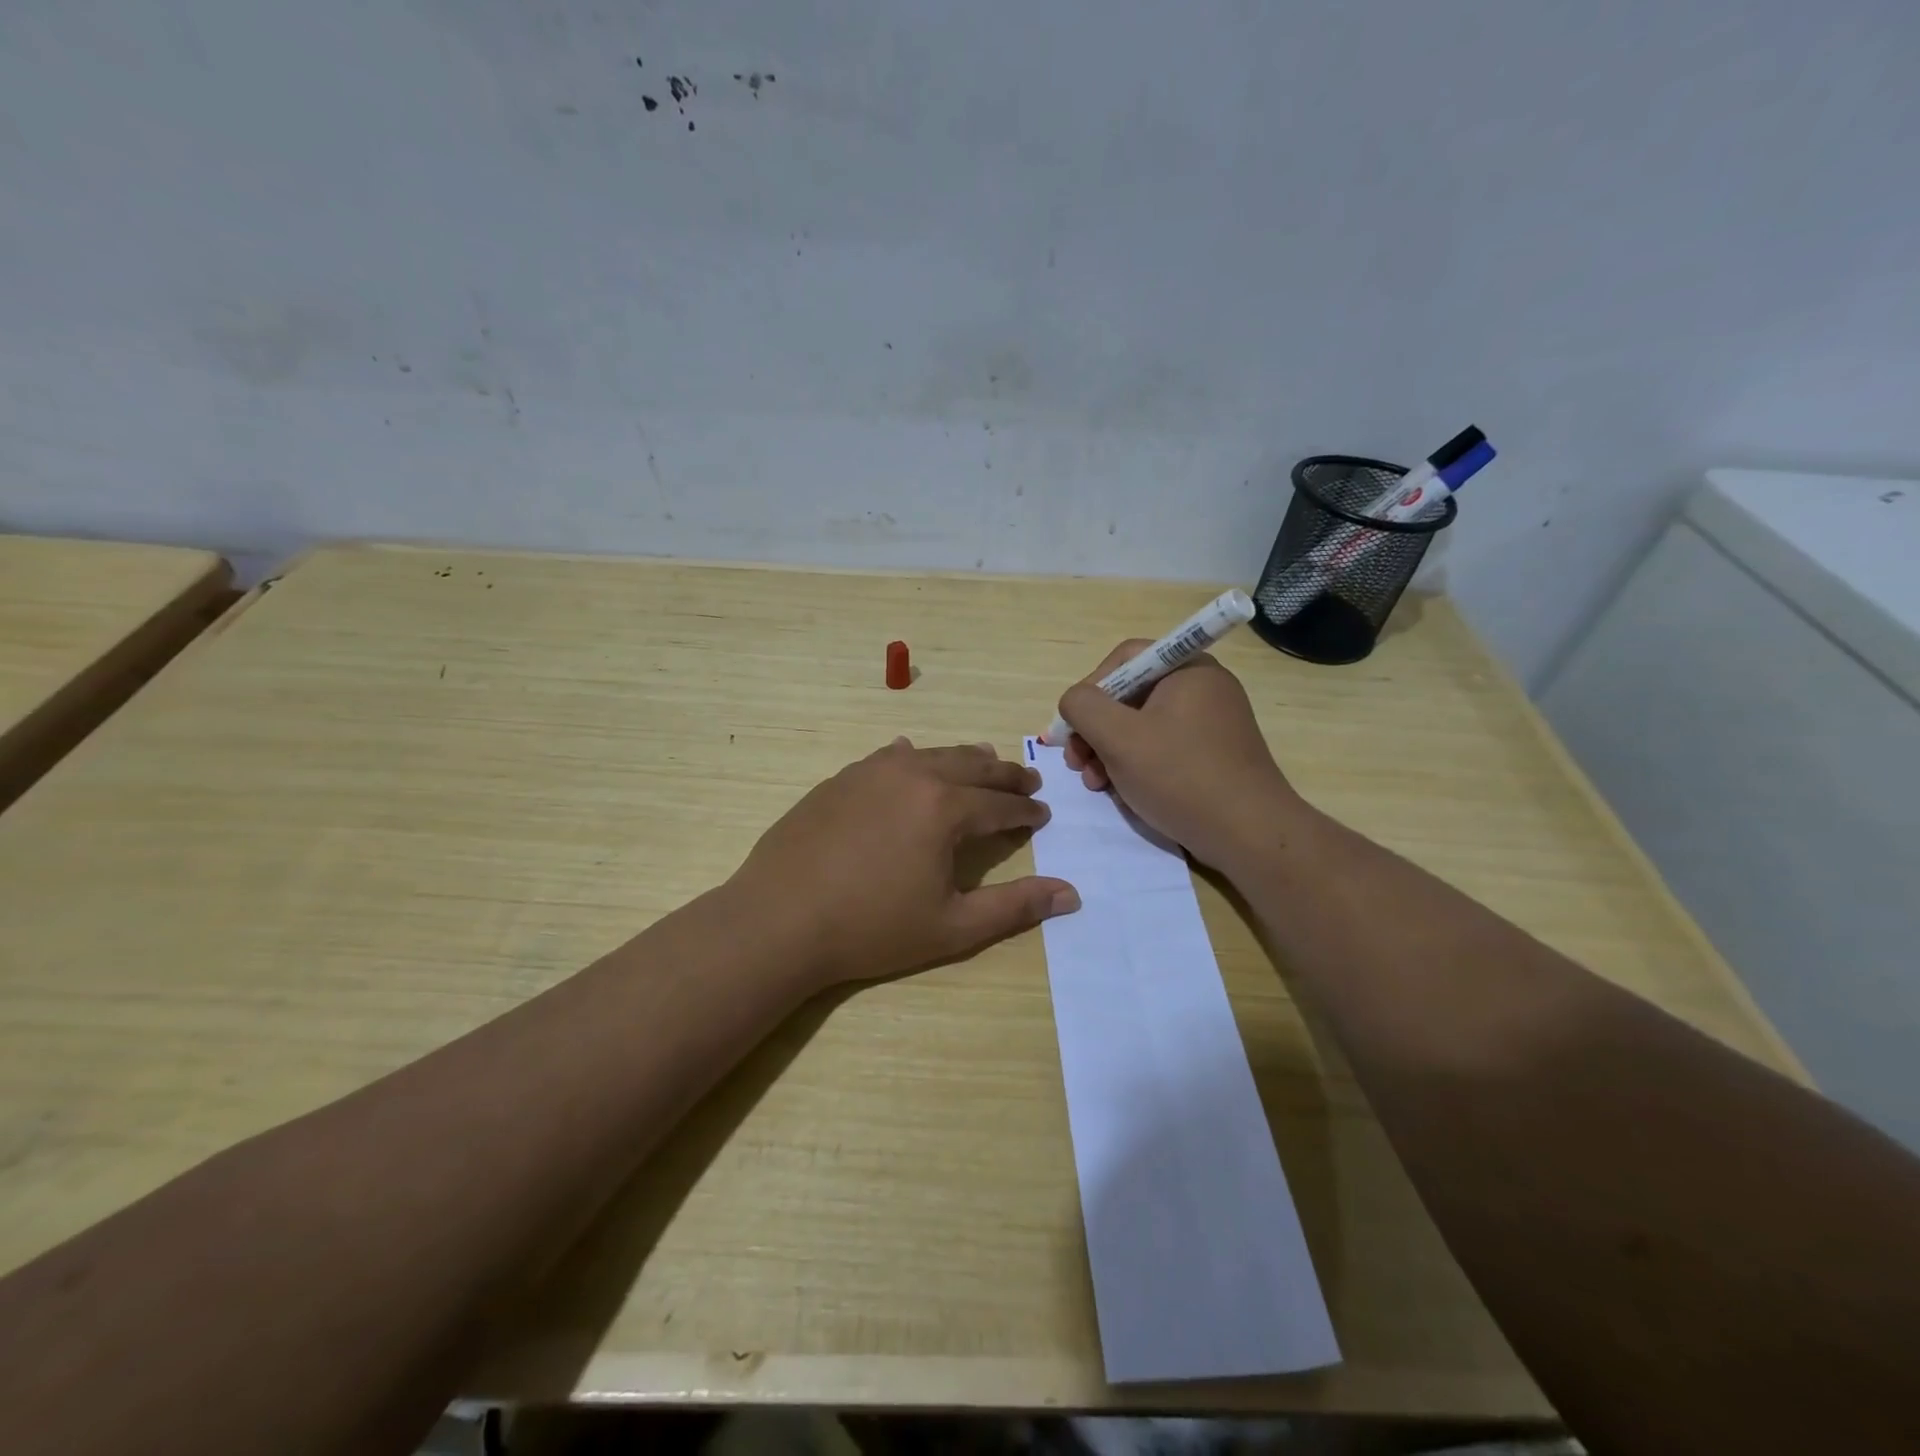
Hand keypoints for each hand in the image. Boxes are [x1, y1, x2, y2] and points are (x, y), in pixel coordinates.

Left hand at [732, 739, 1080, 987]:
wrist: (779, 919)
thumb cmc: (871, 928)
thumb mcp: (952, 927)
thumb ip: (1014, 906)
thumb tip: (1070, 894)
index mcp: (946, 808)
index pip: (1001, 803)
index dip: (1026, 809)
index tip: (1042, 813)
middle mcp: (914, 775)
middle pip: (973, 765)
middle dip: (1005, 774)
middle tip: (1027, 780)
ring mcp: (872, 771)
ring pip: (932, 754)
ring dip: (964, 760)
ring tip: (983, 763)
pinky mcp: (841, 778)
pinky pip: (888, 757)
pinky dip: (913, 758)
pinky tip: (910, 758)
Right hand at [1057, 641, 1301, 869]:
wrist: (1248, 835)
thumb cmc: (1180, 776)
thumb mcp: (1118, 737)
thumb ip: (1083, 707)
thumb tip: (1074, 701)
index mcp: (1187, 669)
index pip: (1124, 659)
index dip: (1090, 688)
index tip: (1074, 727)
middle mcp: (1202, 688)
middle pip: (1129, 694)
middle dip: (1095, 729)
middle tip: (1077, 763)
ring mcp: (1210, 723)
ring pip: (1141, 726)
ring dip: (1109, 752)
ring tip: (1095, 784)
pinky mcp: (1212, 755)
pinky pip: (1162, 748)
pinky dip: (1135, 765)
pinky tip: (1122, 792)